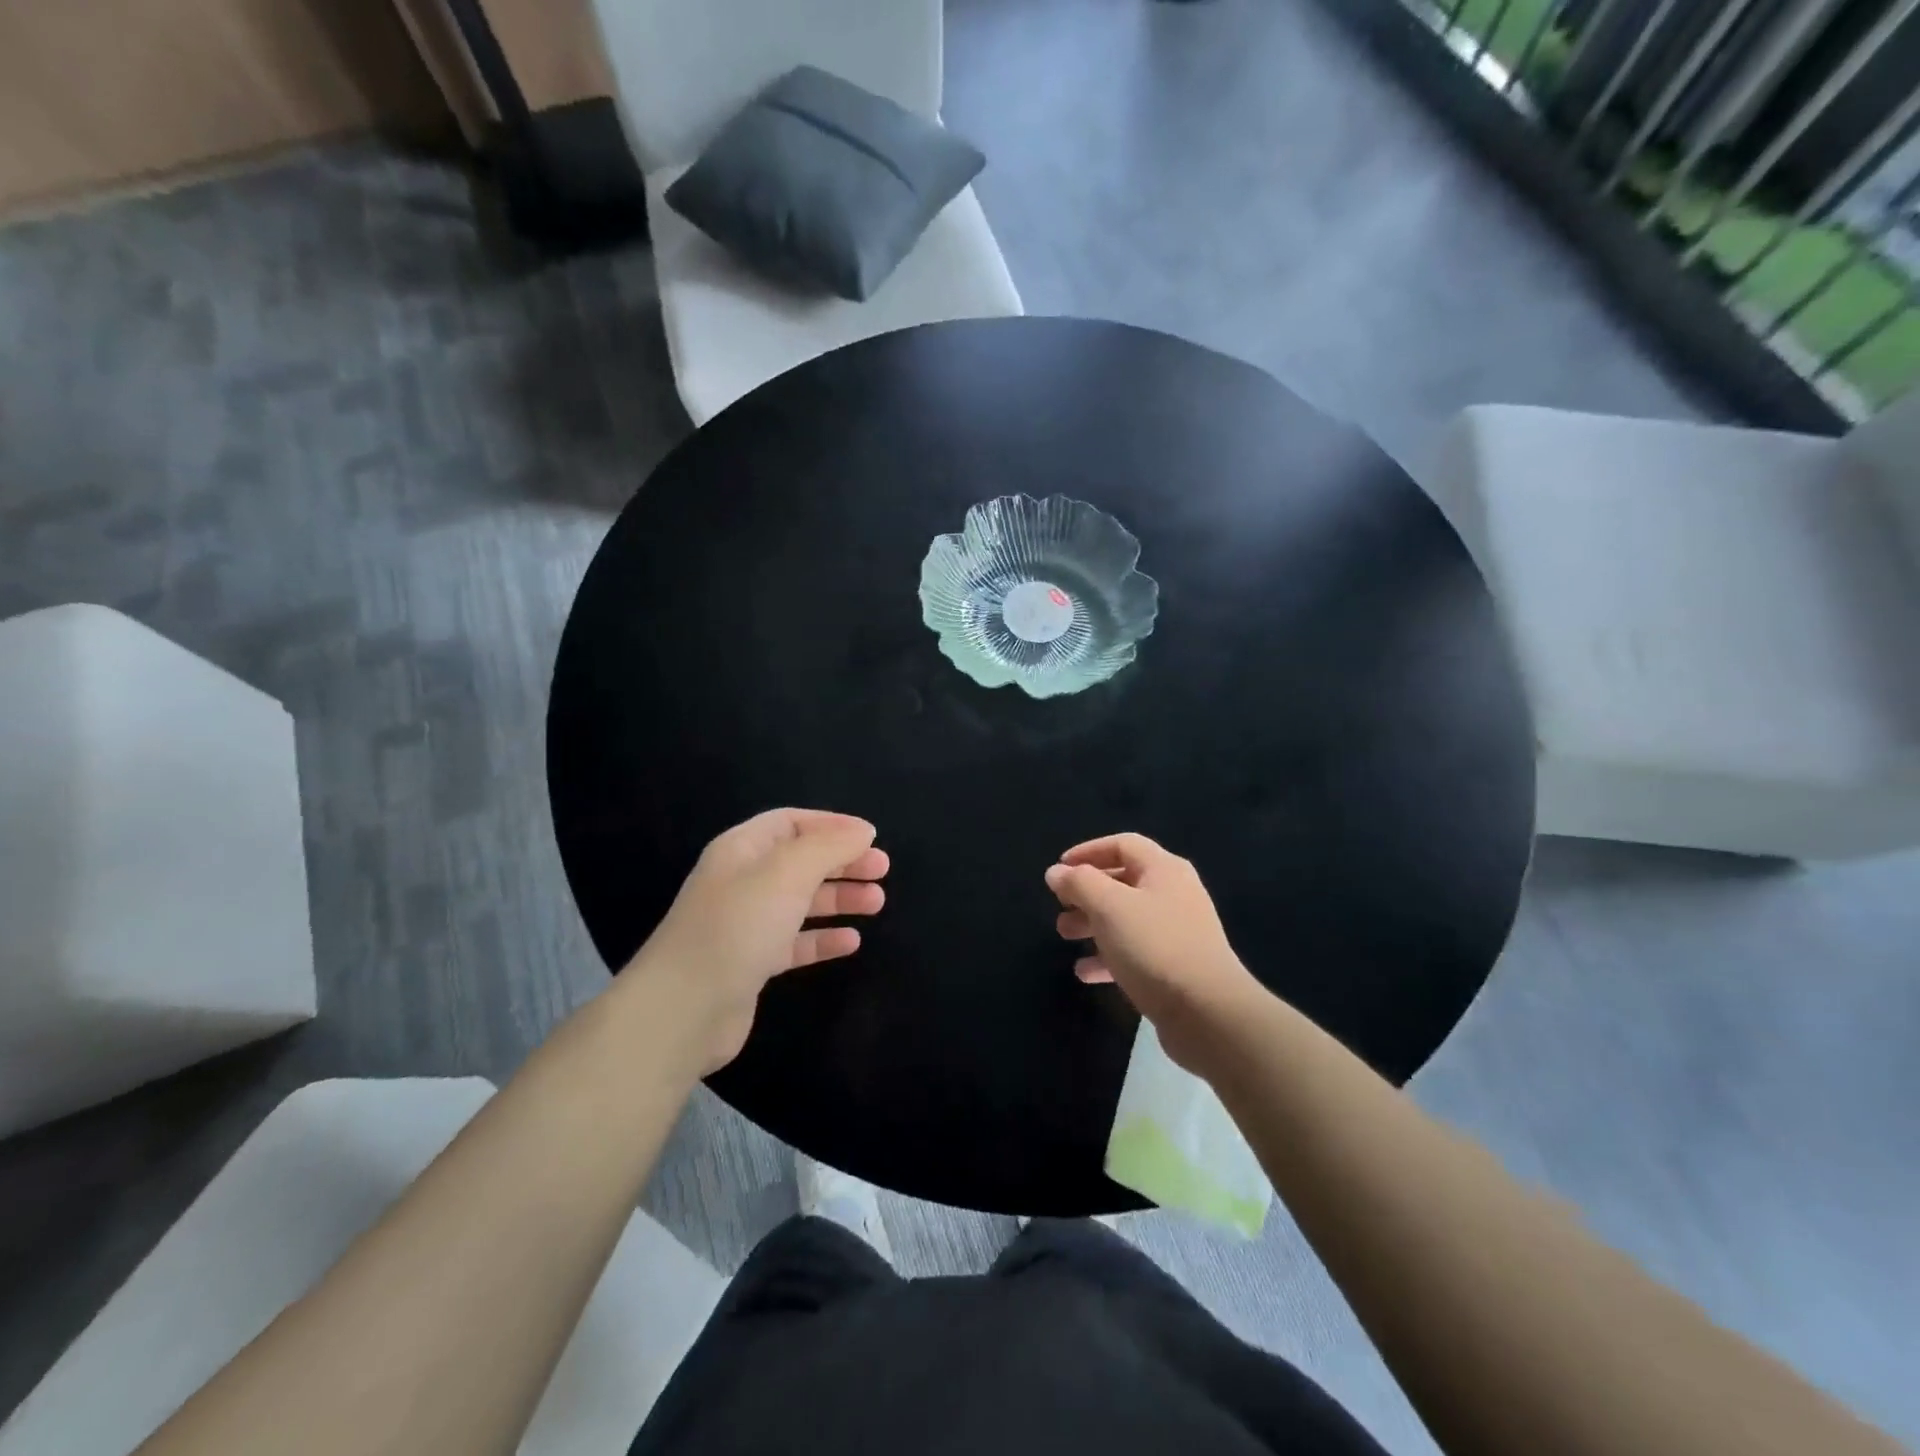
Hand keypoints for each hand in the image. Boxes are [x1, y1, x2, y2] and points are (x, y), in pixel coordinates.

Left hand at [628, 809, 887, 1073]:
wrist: (684, 1010)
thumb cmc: (737, 927)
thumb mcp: (786, 873)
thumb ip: (828, 847)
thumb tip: (862, 831)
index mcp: (742, 850)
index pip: (791, 822)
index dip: (832, 825)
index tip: (871, 837)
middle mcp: (742, 881)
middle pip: (800, 861)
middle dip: (842, 862)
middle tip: (882, 871)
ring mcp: (746, 924)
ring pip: (801, 902)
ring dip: (839, 899)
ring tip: (876, 904)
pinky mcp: (752, 964)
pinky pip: (795, 942)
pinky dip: (823, 939)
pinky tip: (851, 942)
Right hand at [1046, 833, 1263, 1072]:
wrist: (1208, 1013)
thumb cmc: (1154, 946)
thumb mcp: (1109, 906)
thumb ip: (1079, 883)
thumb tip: (1056, 872)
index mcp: (1164, 870)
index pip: (1122, 844)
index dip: (1088, 851)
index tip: (1058, 868)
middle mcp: (1174, 894)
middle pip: (1123, 881)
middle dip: (1086, 892)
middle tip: (1060, 907)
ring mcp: (1177, 932)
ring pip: (1126, 918)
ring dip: (1092, 924)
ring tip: (1065, 936)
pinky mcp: (1175, 967)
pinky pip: (1135, 952)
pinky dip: (1108, 957)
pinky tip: (1085, 972)